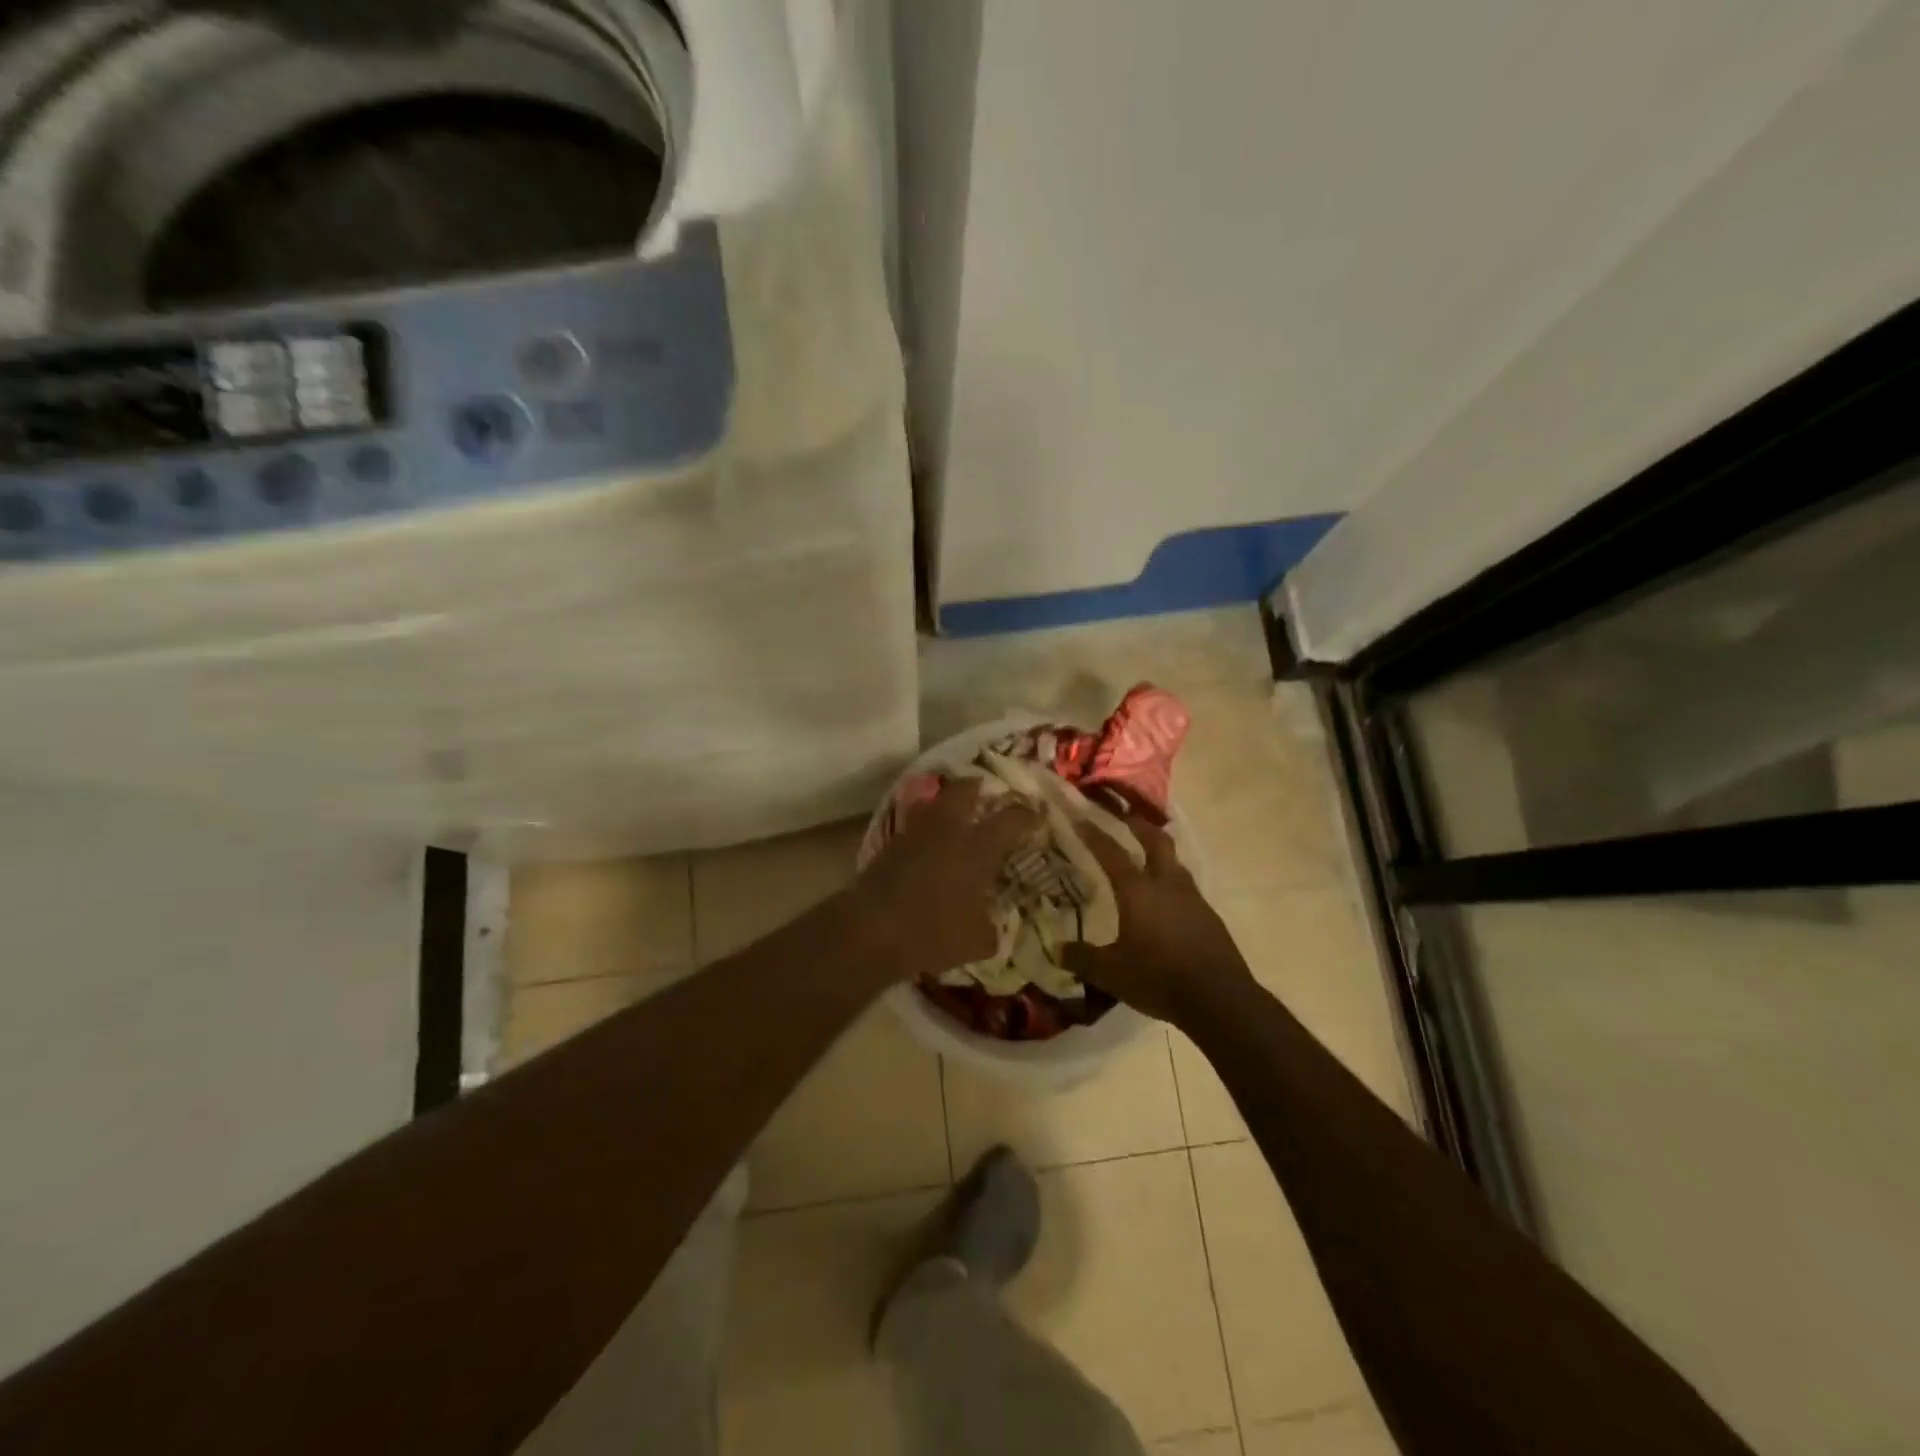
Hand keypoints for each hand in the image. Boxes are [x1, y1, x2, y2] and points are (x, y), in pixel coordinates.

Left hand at [850, 779, 1038, 982]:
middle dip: (979, 788)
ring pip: (934, 803)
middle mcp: (948, 830)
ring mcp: (915, 834)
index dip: (1027, 815)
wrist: (871, 929)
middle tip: (988, 796)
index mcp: (977, 847)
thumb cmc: (933, 932)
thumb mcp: (976, 942)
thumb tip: (993, 928)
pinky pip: (914, 826)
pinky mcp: (889, 846)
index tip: (1037, 814)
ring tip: (956, 817)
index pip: (1010, 819)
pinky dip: (926, 830)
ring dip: (947, 804)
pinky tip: (930, 848)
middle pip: (965, 790)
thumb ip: (990, 930)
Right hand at [1062, 814, 1257, 1025]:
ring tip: (1147, 855)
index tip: (1081, 818)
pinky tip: (1167, 900)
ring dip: (1160, 852)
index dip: (1095, 834)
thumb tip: (1057, 950)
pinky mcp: (1209, 917)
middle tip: (1126, 817)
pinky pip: (1187, 888)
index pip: (1112, 853)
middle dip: (1139, 825)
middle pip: (1156, 841)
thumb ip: (1082, 958)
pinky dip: (1173, 882)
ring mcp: (1193, 899)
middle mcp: (1166, 885)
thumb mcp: (1111, 973)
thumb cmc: (1158, 978)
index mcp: (1138, 891)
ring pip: (1175, 863)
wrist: (1219, 999)